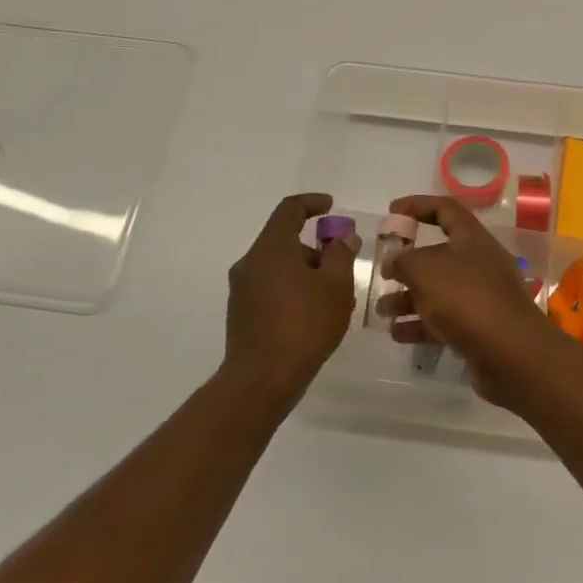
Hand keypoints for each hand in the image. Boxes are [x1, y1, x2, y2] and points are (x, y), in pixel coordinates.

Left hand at [223, 193, 360, 401]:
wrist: (262, 378)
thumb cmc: (304, 324)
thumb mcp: (336, 286)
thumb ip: (341, 255)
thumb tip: (342, 237)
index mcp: (271, 248)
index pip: (289, 210)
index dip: (312, 203)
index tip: (331, 206)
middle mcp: (250, 262)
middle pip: (284, 240)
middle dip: (315, 247)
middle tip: (342, 264)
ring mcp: (242, 289)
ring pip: (278, 267)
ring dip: (305, 272)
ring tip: (333, 298)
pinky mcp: (241, 313)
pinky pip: (270, 288)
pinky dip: (292, 290)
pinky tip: (312, 315)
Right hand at [379, 195, 560, 404]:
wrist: (511, 352)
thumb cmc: (466, 298)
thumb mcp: (425, 270)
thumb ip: (404, 260)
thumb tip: (395, 261)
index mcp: (472, 238)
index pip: (445, 209)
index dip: (417, 205)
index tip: (391, 213)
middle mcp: (479, 263)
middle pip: (438, 254)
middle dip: (407, 264)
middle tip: (383, 274)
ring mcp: (481, 296)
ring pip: (438, 290)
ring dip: (408, 299)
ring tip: (382, 311)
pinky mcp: (480, 327)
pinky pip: (444, 320)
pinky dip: (420, 324)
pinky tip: (397, 334)